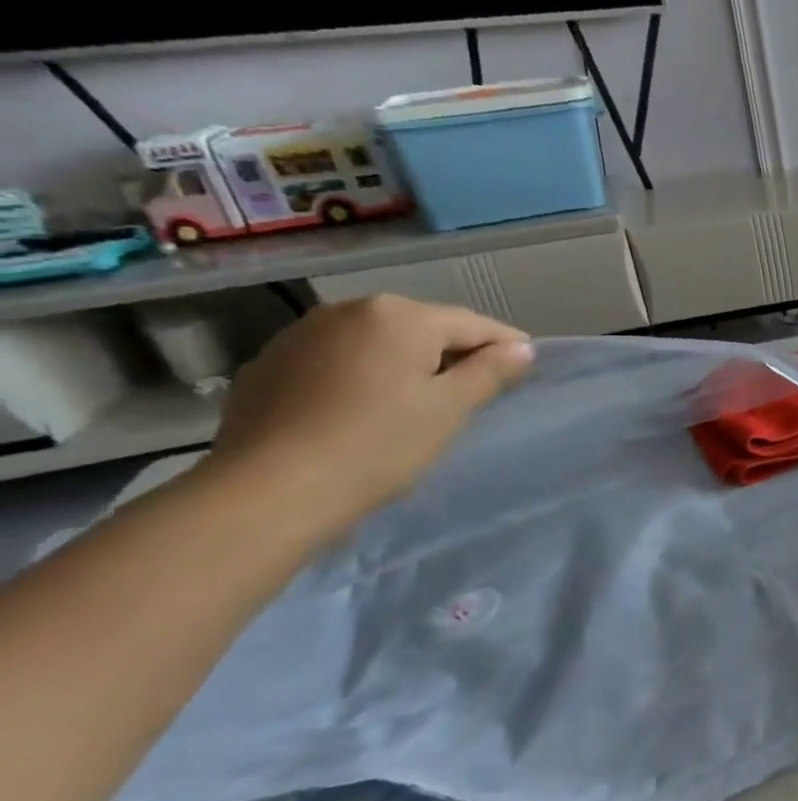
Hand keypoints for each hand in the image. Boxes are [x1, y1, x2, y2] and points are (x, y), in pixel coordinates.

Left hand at [206, 295, 533, 536]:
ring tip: (418, 401)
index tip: (526, 367)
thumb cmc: (379, 444)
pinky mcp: (268, 365)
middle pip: (421, 328)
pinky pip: (335, 361)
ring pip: (375, 343)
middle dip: (451, 353)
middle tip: (474, 390)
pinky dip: (360, 376)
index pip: (472, 324)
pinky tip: (363, 410)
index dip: (505, 345)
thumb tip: (521, 349)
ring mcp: (301, 335)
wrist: (270, 490)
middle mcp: (348, 310)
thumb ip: (489, 372)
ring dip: (404, 363)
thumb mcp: (450, 409)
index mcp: (400, 316)